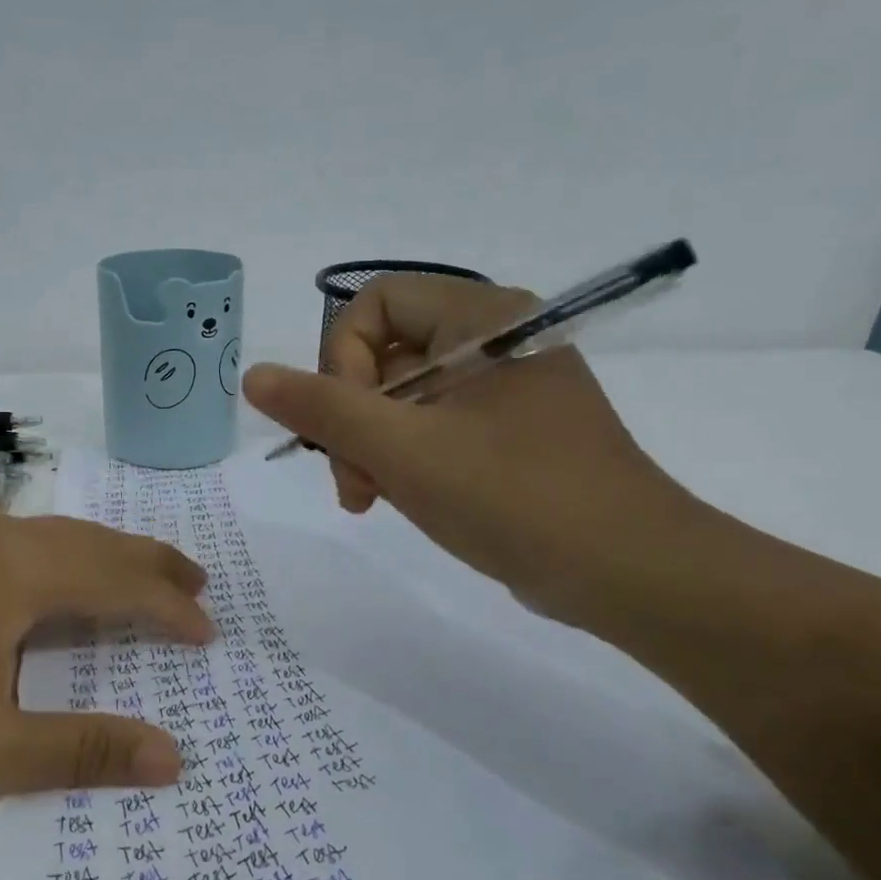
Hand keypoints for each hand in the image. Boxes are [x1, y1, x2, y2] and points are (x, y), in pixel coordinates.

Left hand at [0, 511, 213, 802]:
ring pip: (67, 535)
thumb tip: (173, 759)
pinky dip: (77, 555)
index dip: (170, 609)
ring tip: (152, 576)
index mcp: (23, 573)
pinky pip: (37, 540)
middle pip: (100, 543)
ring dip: (114, 555)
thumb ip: (83, 751)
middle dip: (153, 565)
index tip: (208, 635)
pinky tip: (74, 575)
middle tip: (199, 587)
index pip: (121, 583)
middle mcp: (5, 539)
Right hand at [241, 275, 696, 617]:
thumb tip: (253, 375)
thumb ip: (322, 408)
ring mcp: (501, 392)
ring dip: (369, 447)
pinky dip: (400, 460)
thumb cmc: (513, 496)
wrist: (627, 573)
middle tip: (352, 482)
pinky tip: (395, 500)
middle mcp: (493, 342)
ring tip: (368, 499)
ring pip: (400, 399)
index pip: (374, 306)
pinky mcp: (505, 435)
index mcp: (482, 319)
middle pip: (382, 356)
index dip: (339, 360)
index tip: (347, 426)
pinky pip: (429, 429)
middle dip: (350, 419)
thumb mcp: (402, 450)